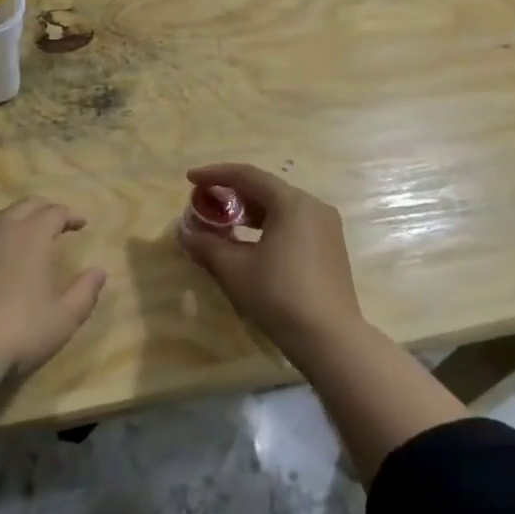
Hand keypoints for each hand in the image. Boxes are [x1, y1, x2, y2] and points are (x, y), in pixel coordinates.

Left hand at [0, 197, 107, 389]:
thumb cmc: (16, 332)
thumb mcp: (62, 319)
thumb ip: (84, 292)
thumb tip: (99, 271)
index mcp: (30, 235)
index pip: (54, 211)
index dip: (70, 215)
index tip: (81, 223)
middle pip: (24, 206)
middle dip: (43, 210)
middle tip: (55, 221)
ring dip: (12, 223)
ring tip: (20, 239)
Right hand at [177, 163, 363, 360]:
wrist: (330, 339)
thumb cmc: (278, 295)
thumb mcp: (234, 269)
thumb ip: (206, 244)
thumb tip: (184, 232)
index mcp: (292, 203)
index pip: (247, 176)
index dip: (215, 174)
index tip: (189, 179)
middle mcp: (313, 207)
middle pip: (265, 189)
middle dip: (231, 193)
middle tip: (204, 202)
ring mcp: (326, 228)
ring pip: (279, 208)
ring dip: (248, 212)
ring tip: (222, 222)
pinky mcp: (330, 248)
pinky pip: (292, 224)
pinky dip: (267, 226)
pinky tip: (248, 243)